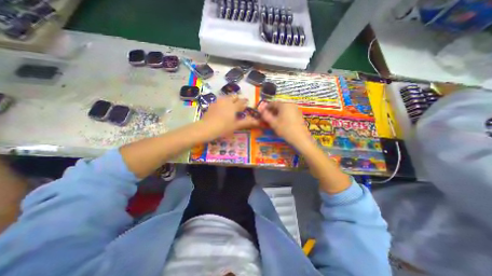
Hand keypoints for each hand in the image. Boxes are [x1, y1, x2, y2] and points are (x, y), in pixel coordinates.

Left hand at [201, 95, 260, 137]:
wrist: (207, 128)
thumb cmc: (224, 127)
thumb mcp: (236, 125)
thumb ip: (246, 122)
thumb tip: (258, 122)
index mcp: (233, 106)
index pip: (241, 102)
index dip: (245, 102)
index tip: (247, 102)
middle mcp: (226, 101)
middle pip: (234, 96)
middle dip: (237, 99)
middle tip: (239, 104)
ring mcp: (218, 102)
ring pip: (226, 97)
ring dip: (230, 99)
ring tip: (231, 105)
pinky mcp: (212, 104)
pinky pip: (219, 100)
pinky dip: (223, 102)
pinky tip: (222, 108)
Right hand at [258, 102, 310, 148]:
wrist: (300, 137)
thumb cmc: (285, 129)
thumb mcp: (273, 123)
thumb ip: (266, 115)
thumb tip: (261, 110)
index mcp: (284, 104)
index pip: (272, 103)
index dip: (266, 108)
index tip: (262, 113)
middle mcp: (290, 104)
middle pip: (278, 106)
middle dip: (272, 111)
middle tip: (267, 117)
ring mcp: (296, 109)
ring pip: (284, 109)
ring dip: (277, 113)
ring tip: (274, 120)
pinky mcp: (299, 114)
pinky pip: (289, 112)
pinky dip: (283, 115)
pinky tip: (281, 122)